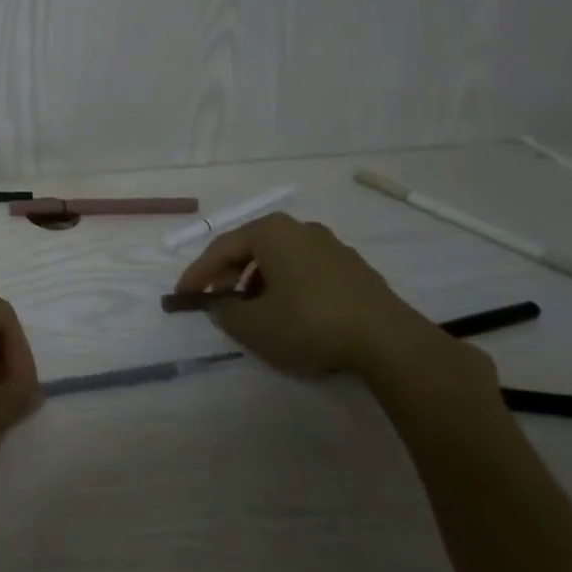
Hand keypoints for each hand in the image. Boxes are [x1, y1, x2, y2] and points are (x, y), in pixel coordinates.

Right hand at [175, 213, 488, 388]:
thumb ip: (224, 313)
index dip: (198, 274)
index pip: (221, 248)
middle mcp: (300, 228)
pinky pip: (307, 272)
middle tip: (218, 302)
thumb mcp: (253, 325)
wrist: (388, 342)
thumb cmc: (308, 323)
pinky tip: (291, 315)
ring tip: (254, 312)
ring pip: (281, 261)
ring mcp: (332, 246)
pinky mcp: (355, 269)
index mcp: (270, 231)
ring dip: (260, 283)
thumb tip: (219, 304)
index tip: (183, 296)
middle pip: (252, 249)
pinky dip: (289, 288)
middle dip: (229, 276)